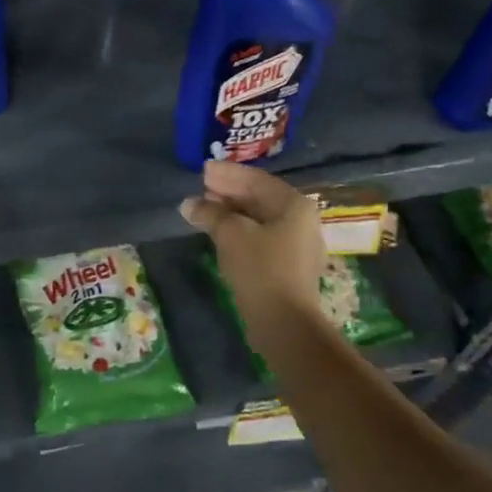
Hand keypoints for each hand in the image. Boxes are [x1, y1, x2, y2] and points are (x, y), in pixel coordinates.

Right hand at [181, 161, 330, 322]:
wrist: (283, 320)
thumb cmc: (260, 268)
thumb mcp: (230, 234)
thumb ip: (210, 213)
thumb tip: (189, 204)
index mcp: (294, 204)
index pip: (256, 180)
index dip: (227, 173)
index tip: (203, 170)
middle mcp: (301, 219)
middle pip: (260, 197)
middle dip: (229, 191)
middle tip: (202, 186)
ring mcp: (298, 243)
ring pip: (260, 218)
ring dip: (232, 211)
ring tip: (205, 207)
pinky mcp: (288, 265)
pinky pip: (261, 236)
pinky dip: (240, 229)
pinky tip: (220, 231)